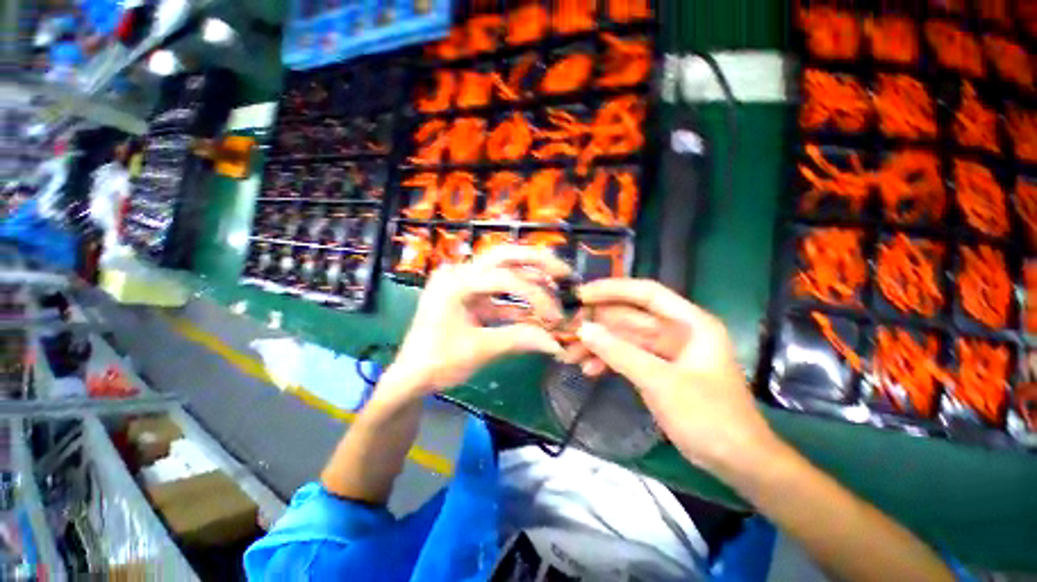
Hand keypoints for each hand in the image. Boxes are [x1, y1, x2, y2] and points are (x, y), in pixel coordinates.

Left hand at [388, 246, 571, 397]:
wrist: (411, 377)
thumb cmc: (437, 362)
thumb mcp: (479, 350)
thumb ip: (519, 340)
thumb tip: (557, 343)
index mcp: (456, 282)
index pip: (505, 278)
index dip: (535, 296)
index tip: (556, 317)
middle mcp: (460, 274)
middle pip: (504, 256)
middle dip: (537, 262)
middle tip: (564, 272)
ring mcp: (465, 283)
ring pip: (504, 270)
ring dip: (531, 280)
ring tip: (557, 286)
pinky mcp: (471, 297)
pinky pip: (500, 294)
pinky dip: (519, 303)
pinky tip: (538, 313)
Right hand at [573, 279, 777, 472]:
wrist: (735, 461)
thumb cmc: (708, 417)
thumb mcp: (660, 382)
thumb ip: (620, 353)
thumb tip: (584, 329)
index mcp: (689, 323)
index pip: (646, 293)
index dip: (612, 289)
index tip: (582, 295)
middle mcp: (676, 331)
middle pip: (629, 317)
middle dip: (598, 324)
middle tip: (567, 329)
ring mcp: (665, 351)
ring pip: (624, 338)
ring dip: (598, 345)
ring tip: (570, 354)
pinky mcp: (657, 369)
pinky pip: (627, 357)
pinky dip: (608, 361)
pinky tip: (588, 370)